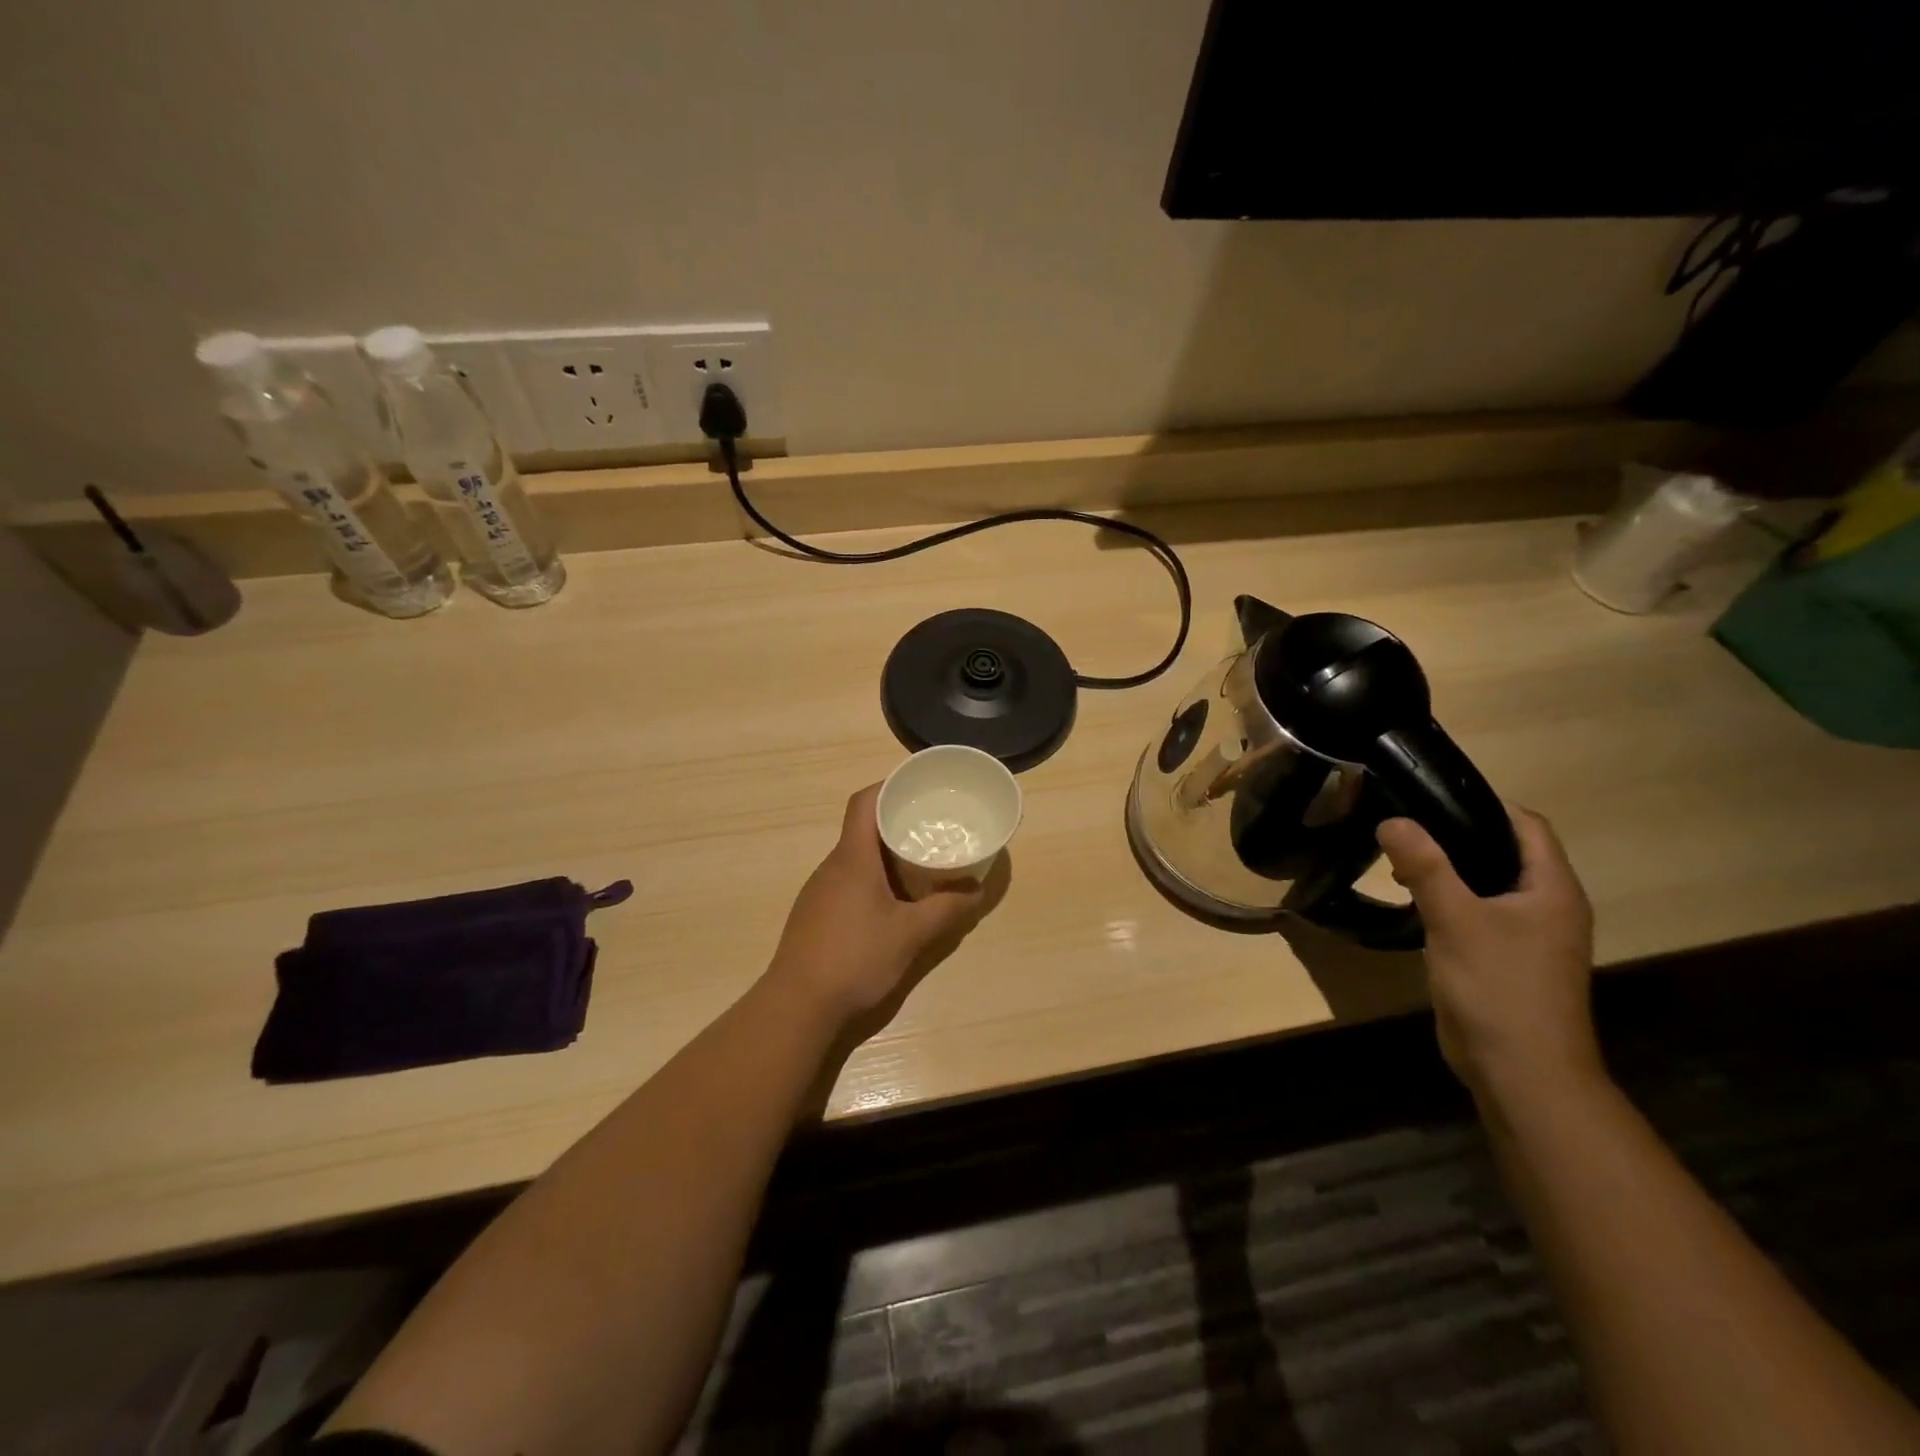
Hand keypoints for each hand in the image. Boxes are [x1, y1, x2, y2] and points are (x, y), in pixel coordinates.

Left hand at [766, 784, 992, 1024]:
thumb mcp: (911, 934)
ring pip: (856, 858)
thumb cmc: (855, 957)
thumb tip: (977, 890)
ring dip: (885, 855)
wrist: (798, 1005)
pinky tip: (892, 904)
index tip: (918, 787)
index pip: (864, 802)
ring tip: (919, 864)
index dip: (889, 785)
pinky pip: (848, 882)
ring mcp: (819, 891)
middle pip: (862, 829)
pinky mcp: (815, 915)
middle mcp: (832, 866)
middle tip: (931, 828)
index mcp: (852, 858)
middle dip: (896, 823)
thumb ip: (947, 909)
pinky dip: (873, 880)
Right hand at [1376, 806, 1601, 1106]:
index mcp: (1552, 889)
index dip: (1484, 802)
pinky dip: (1449, 898)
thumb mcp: (1456, 919)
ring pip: (1488, 883)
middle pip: (1506, 851)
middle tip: (1405, 822)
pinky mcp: (1507, 959)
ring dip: (1450, 867)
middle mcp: (1548, 907)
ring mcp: (1529, 936)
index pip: (1526, 825)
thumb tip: (1392, 819)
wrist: (1522, 1072)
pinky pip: (1478, 913)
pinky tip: (1414, 901)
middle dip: (1457, 832)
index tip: (1430, 791)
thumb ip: (1425, 866)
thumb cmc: (1499, 987)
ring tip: (1400, 858)